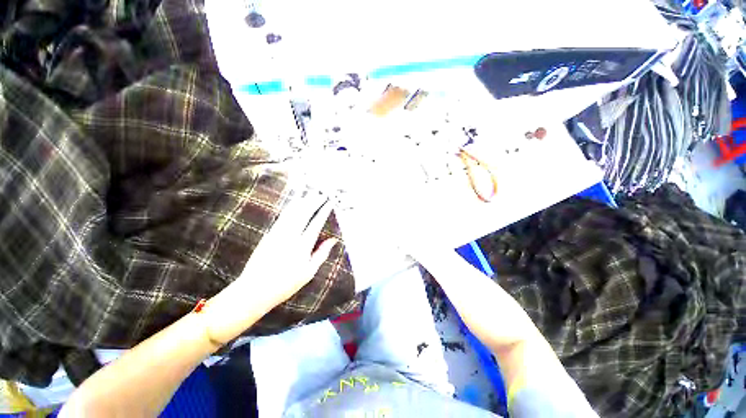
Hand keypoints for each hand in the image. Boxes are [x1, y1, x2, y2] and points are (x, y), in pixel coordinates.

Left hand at [201, 191, 337, 344]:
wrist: (254, 290)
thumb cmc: (286, 284)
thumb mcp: (308, 272)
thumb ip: (321, 254)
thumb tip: (333, 240)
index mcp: (302, 247)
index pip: (316, 223)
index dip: (323, 211)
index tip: (329, 202)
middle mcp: (290, 237)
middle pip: (303, 213)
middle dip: (313, 201)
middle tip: (321, 194)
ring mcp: (277, 234)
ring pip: (292, 212)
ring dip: (302, 201)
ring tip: (310, 194)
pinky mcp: (269, 234)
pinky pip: (283, 217)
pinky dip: (291, 208)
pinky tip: (295, 204)